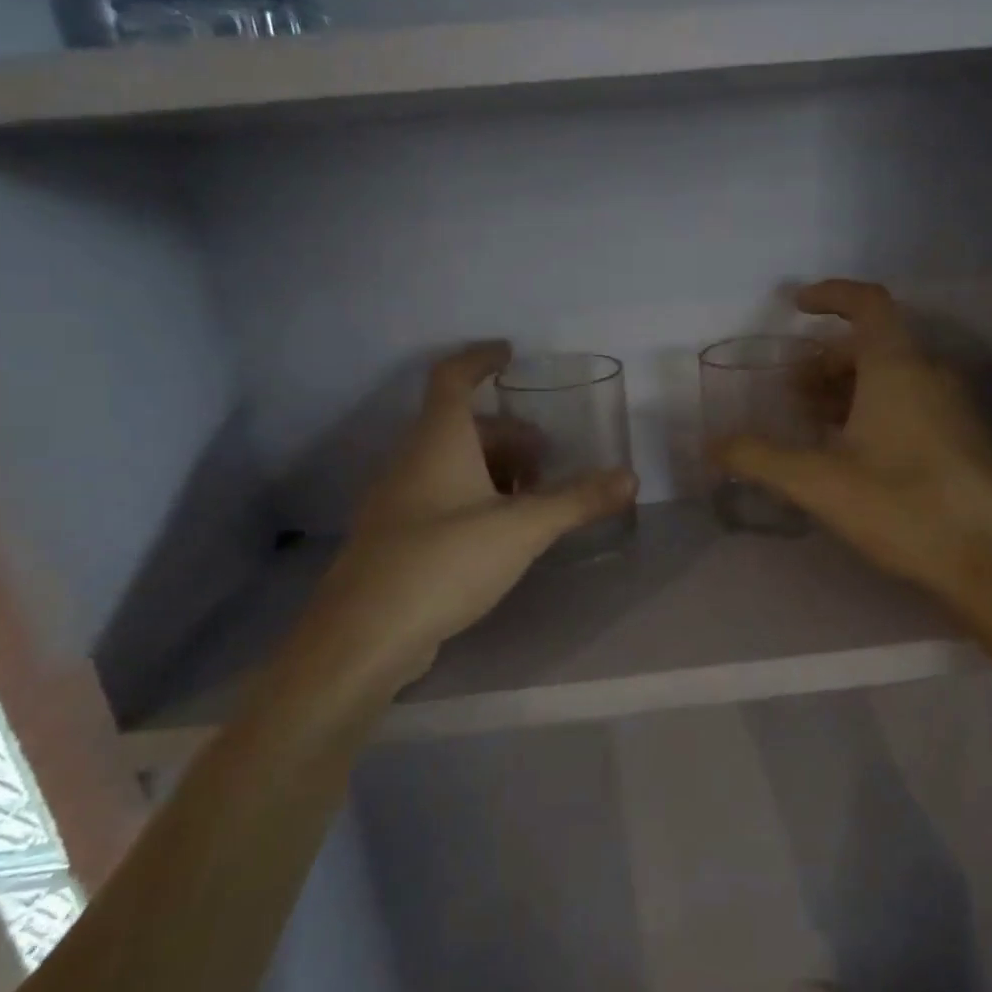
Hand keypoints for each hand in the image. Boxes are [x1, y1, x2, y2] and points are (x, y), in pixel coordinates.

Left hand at [294, 343, 637, 692]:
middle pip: (460, 427)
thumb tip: (630, 477)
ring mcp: (397, 502)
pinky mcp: (396, 540)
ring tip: (532, 498)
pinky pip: (440, 498)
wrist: (362, 638)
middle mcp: (410, 462)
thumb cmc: (443, 563)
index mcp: (437, 442)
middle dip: (507, 434)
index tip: (511, 353)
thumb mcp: (521, 528)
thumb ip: (576, 500)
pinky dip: (475, 498)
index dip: (480, 358)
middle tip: (547, 457)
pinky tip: (500, 533)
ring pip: (450, 465)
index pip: (452, 378)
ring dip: (493, 468)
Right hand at [716, 281, 991, 618]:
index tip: (796, 306)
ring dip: (850, 387)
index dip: (831, 295)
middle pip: (874, 344)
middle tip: (793, 390)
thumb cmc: (900, 507)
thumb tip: (713, 446)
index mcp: (897, 369)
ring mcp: (953, 407)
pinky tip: (855, 452)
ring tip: (815, 422)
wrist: (986, 560)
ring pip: (894, 376)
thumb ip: (759, 459)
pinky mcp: (963, 439)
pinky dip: (876, 408)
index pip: (868, 304)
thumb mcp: (817, 483)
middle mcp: (930, 375)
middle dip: (827, 359)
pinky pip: (913, 402)